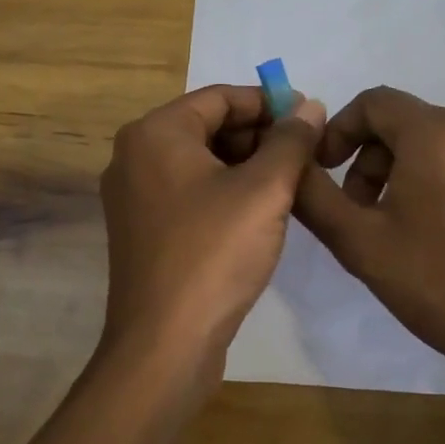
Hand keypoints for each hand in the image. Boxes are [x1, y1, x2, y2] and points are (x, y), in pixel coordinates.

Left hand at [99, 84, 326, 394]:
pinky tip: (261, 211)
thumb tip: (310, 106)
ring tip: (291, 181)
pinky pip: (190, 191)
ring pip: (201, 161)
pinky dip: (225, 191)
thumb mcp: (265, 190)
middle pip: (208, 126)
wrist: (164, 346)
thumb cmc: (213, 254)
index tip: (309, 116)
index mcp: (155, 133)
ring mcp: (134, 195)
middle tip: (305, 152)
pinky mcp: (143, 229)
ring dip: (246, 164)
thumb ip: (291, 141)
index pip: (219, 97)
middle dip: (259, 135)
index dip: (269, 103)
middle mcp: (135, 155)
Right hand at [293, 87, 444, 443]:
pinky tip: (444, 228)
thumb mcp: (360, 243)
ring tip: (401, 224)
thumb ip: (313, 194)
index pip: (374, 103)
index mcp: (439, 131)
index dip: (340, 131)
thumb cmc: (441, 286)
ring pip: (437, 138)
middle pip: (405, 122)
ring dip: (406, 169)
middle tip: (362, 211)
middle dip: (373, 159)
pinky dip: (443, 175)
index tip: (327, 171)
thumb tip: (292, 160)